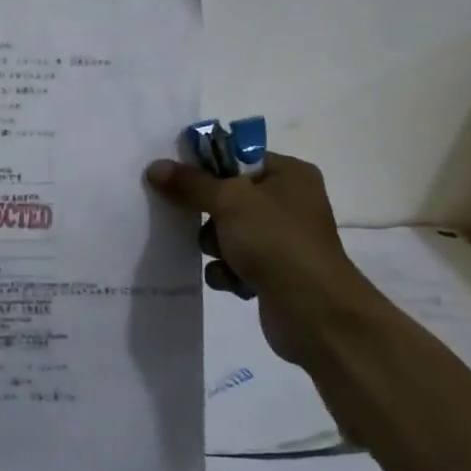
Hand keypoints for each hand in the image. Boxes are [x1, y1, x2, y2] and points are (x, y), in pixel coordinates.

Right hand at [145, 151, 363, 365]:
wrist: (315, 312)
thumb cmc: (276, 241)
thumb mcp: (229, 201)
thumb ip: (190, 183)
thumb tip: (155, 167)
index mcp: (288, 174)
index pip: (236, 157)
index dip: (205, 166)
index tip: (175, 176)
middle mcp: (288, 202)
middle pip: (227, 196)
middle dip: (209, 214)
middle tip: (194, 220)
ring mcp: (282, 239)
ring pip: (226, 232)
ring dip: (216, 246)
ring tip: (222, 257)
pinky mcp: (274, 273)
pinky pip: (234, 262)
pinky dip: (228, 271)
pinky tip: (232, 281)